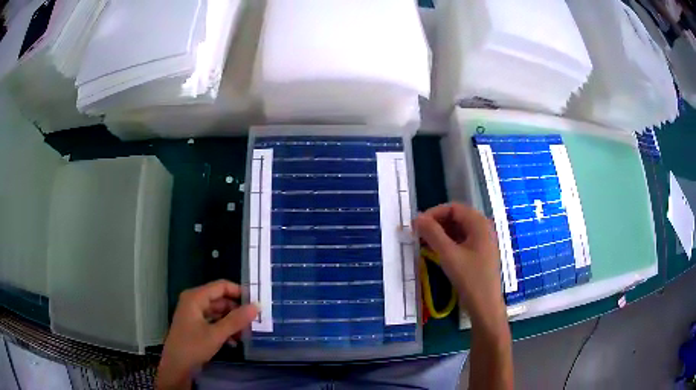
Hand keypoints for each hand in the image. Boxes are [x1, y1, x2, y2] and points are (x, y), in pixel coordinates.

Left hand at [156, 280, 258, 389]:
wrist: (177, 366)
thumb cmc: (193, 346)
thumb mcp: (217, 334)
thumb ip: (236, 320)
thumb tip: (257, 306)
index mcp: (196, 297)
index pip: (221, 286)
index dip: (239, 292)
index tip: (256, 303)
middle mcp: (195, 302)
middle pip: (221, 300)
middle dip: (237, 311)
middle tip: (254, 322)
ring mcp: (195, 314)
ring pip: (219, 312)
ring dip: (232, 322)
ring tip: (245, 335)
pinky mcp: (197, 326)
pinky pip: (214, 322)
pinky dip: (225, 329)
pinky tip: (234, 342)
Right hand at [414, 203, 505, 329]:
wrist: (485, 306)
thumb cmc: (470, 278)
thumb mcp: (448, 255)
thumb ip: (432, 234)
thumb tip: (417, 218)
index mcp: (479, 223)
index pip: (453, 208)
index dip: (433, 213)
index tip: (417, 225)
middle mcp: (483, 228)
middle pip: (456, 217)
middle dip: (436, 223)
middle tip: (418, 235)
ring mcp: (483, 242)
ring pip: (458, 230)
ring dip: (441, 234)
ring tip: (423, 244)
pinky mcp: (480, 254)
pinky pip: (462, 241)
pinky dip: (448, 243)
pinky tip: (436, 252)